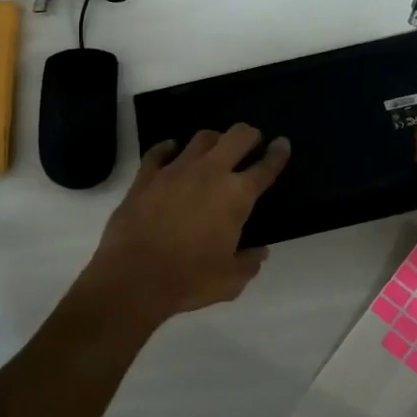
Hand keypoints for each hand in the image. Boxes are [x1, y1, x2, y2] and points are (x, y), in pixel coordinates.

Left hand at [74, 125, 291, 325]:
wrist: (133, 278)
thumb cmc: (189, 280)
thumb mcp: (230, 281)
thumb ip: (248, 262)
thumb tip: (259, 252)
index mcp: (237, 195)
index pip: (265, 167)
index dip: (278, 154)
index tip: (282, 144)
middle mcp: (210, 173)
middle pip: (236, 136)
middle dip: (249, 135)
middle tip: (251, 141)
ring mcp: (175, 169)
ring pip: (201, 138)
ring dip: (214, 140)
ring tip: (215, 149)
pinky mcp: (146, 176)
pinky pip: (160, 151)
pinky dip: (169, 148)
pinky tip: (171, 150)